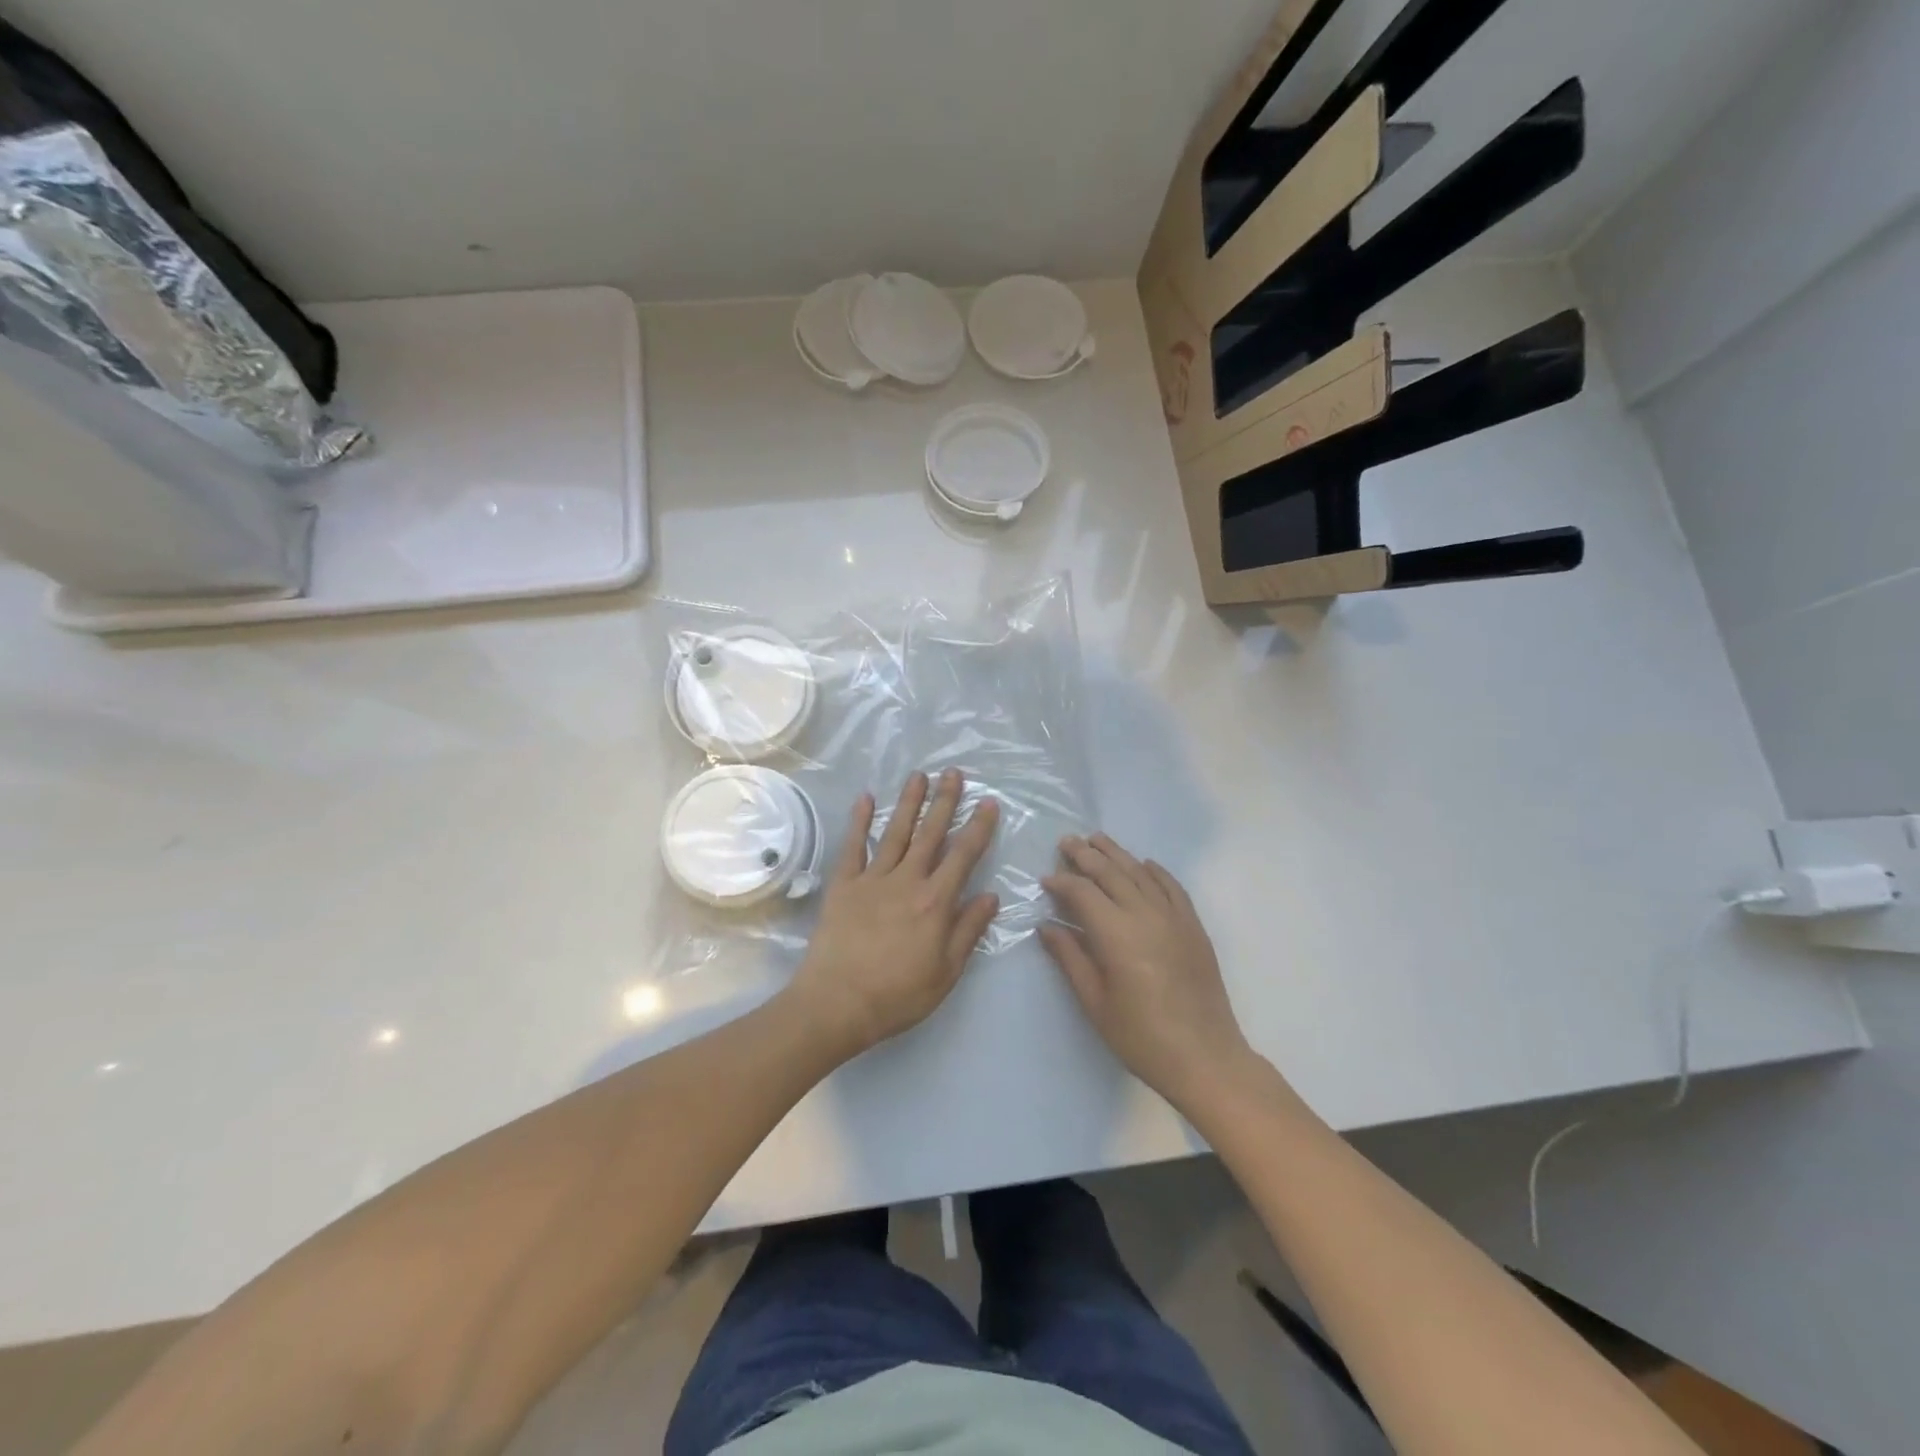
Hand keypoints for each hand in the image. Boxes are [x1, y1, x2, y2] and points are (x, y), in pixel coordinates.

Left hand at [787, 769, 1000, 1059]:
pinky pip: (854, 846)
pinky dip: (859, 821)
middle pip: (930, 833)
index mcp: (935, 902)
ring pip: (895, 832)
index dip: (978, 827)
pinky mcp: (844, 884)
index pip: (963, 855)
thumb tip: (990, 895)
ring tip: (919, 775)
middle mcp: (907, 880)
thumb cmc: (898, 995)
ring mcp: (872, 879)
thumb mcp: (946, 972)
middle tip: (954, 772)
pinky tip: (865, 798)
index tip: (988, 802)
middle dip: (944, 801)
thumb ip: (968, 930)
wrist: (837, 1003)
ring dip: (909, 802)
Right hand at [1041, 835, 1254, 1106]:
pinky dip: (1156, 871)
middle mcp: (1146, 915)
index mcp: (1117, 934)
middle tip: (1067, 841)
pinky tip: (1144, 864)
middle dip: (1086, 855)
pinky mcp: (1193, 927)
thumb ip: (1070, 958)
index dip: (1062, 882)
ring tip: (1098, 840)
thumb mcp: (1095, 1002)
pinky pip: (1173, 888)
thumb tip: (1047, 927)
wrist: (1205, 1058)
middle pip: (1111, 873)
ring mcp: (1174, 918)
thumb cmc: (1141, 1037)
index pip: (1083, 893)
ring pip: (1141, 874)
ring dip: (1118, 854)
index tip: (1045, 878)